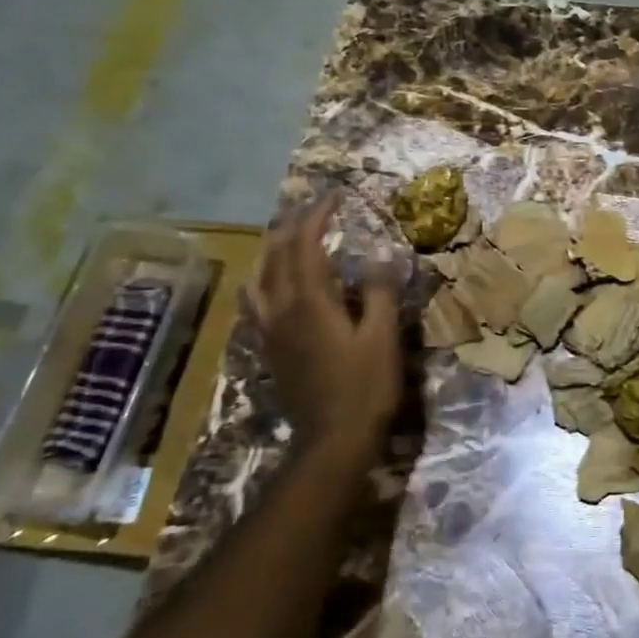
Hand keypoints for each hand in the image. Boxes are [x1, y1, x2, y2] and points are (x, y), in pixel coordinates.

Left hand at [253, 193, 402, 464]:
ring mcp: (270, 331)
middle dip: (294, 224)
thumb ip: (380, 293)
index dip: (318, 215)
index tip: (335, 195)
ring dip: (273, 249)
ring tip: (290, 237)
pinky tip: (273, 285)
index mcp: (310, 301)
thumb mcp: (383, 338)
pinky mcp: (268, 349)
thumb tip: (381, 258)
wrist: (331, 442)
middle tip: (316, 208)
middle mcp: (281, 309)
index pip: (305, 244)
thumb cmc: (364, 388)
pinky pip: (255, 303)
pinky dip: (264, 279)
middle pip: (277, 254)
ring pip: (259, 276)